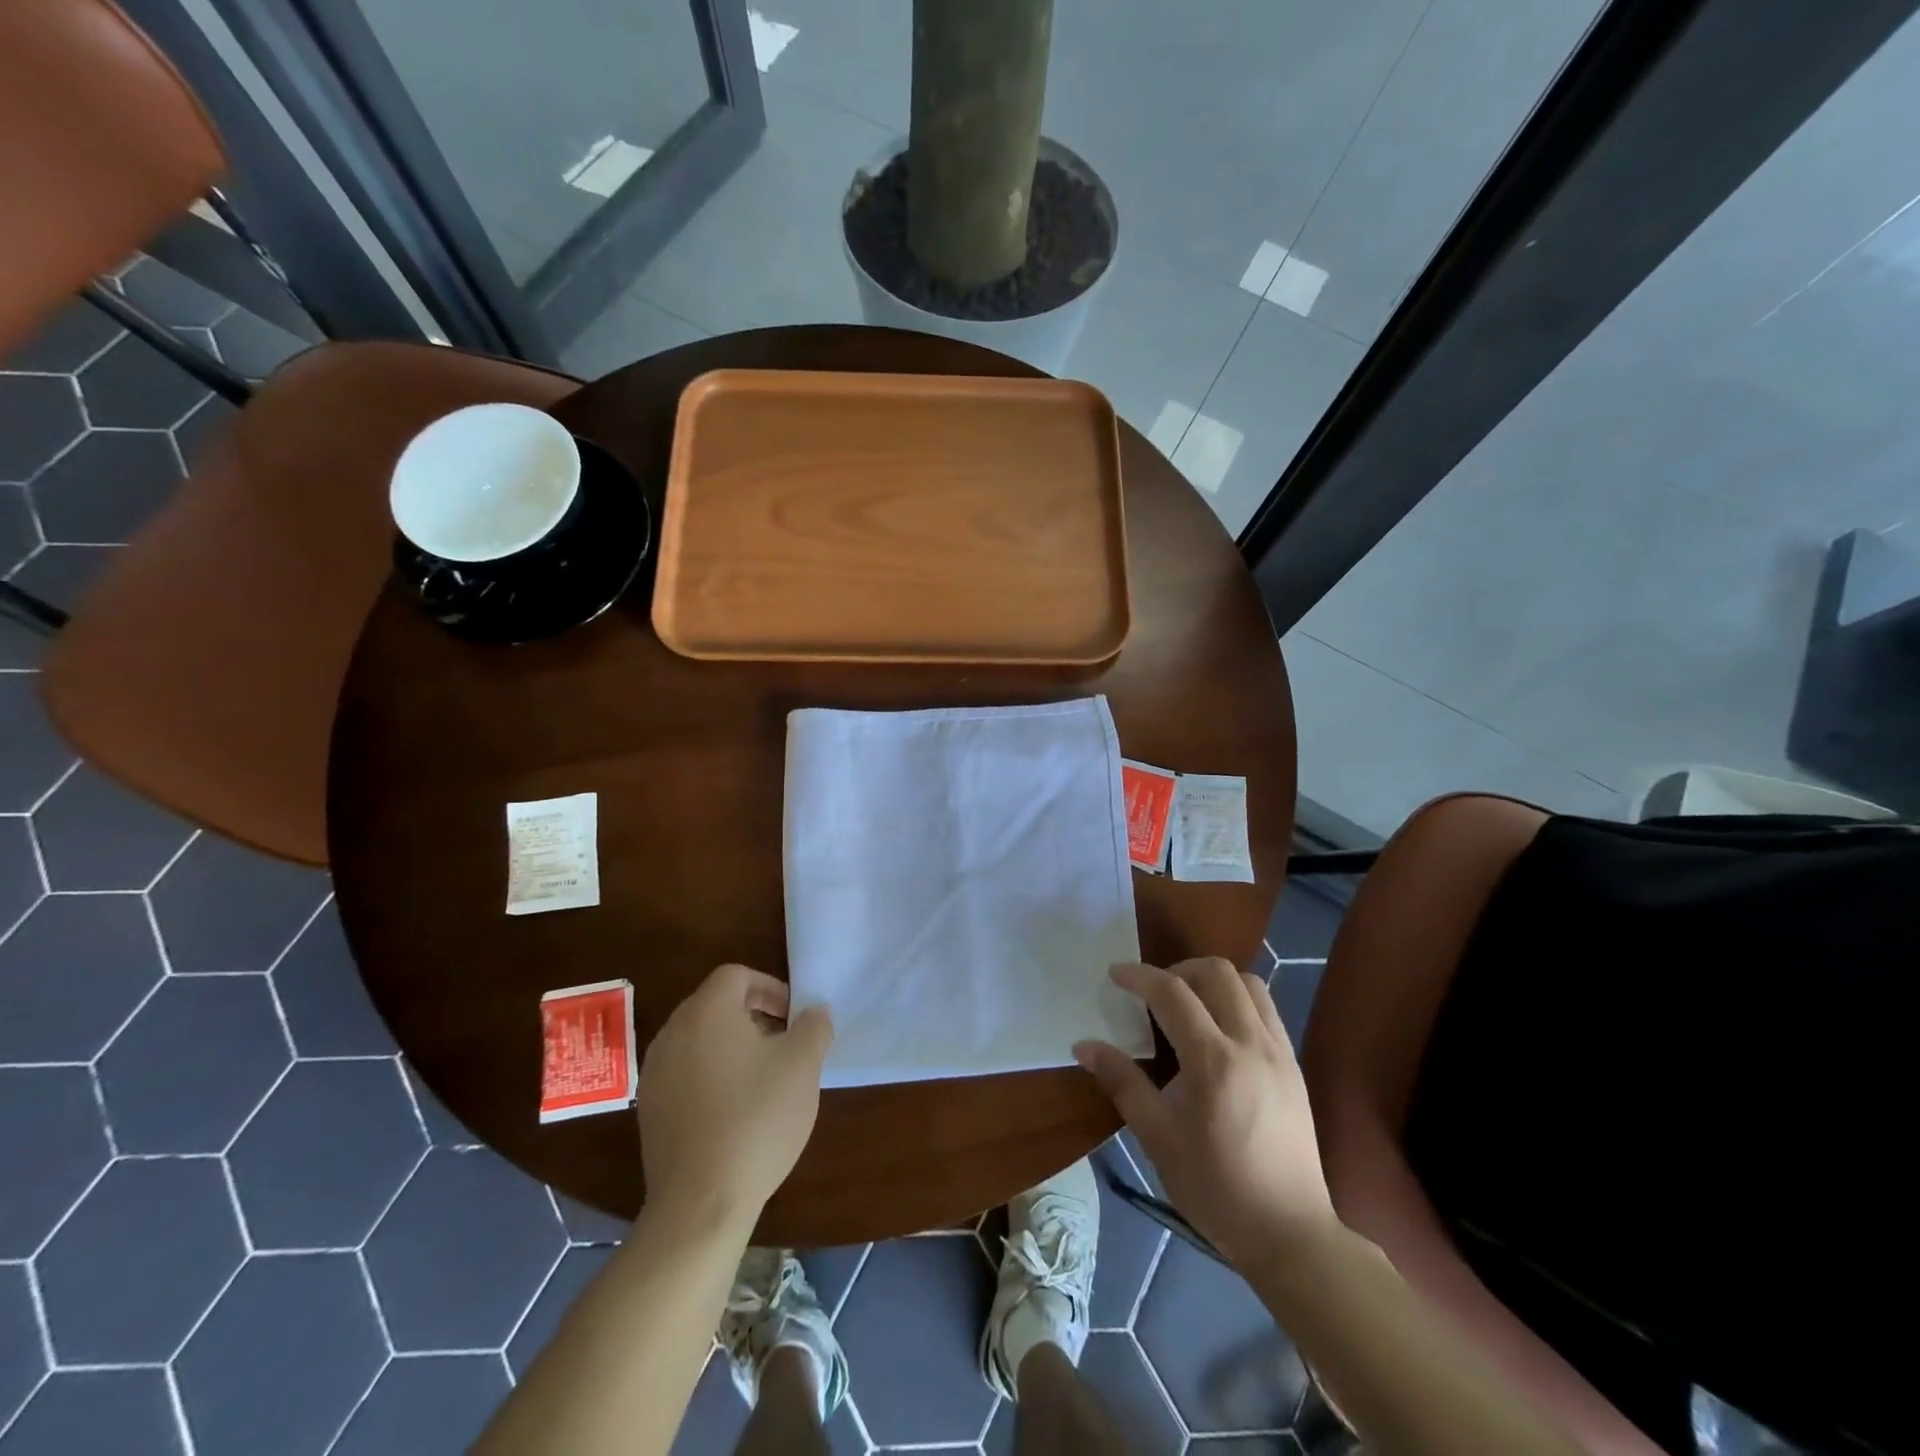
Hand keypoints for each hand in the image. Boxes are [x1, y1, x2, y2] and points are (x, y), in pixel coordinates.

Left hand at [636, 964, 832, 1226]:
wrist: (700, 1202)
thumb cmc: (756, 1119)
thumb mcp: (803, 1065)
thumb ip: (814, 1026)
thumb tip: (814, 1012)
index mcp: (707, 1011)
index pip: (736, 975)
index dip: (770, 987)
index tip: (793, 1017)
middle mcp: (673, 1032)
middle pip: (715, 1004)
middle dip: (753, 1015)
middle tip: (783, 1044)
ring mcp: (655, 1072)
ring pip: (699, 1039)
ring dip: (731, 1045)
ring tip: (762, 1077)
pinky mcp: (649, 1109)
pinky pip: (685, 1072)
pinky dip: (710, 1074)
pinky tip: (734, 1109)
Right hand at [1075, 959, 1336, 1268]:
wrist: (1291, 1234)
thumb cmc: (1216, 1190)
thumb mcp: (1159, 1140)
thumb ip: (1123, 1084)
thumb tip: (1085, 1045)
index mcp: (1213, 1062)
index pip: (1172, 992)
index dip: (1139, 976)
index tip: (1115, 974)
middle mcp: (1251, 1044)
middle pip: (1217, 972)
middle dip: (1178, 969)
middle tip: (1153, 992)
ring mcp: (1279, 1052)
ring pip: (1249, 983)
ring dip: (1213, 980)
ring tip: (1188, 1004)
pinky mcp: (1294, 1065)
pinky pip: (1267, 1009)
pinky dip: (1238, 1000)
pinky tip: (1219, 1030)